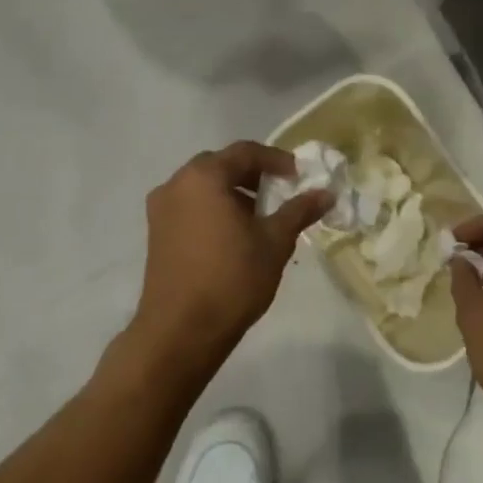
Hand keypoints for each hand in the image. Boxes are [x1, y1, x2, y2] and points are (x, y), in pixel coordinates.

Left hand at [133, 142, 332, 368]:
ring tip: (261, 217)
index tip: (299, 177)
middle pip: (220, 165)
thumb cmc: (232, 278)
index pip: (245, 152)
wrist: (181, 330)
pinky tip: (235, 236)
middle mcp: (176, 184)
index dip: (277, 160)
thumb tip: (326, 194)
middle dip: (253, 175)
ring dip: (233, 193)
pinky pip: (191, 207)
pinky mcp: (156, 234)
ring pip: (203, 187)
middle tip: (280, 193)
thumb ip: (299, 210)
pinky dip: (214, 209)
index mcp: (204, 177)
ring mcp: (161, 210)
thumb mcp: (275, 241)